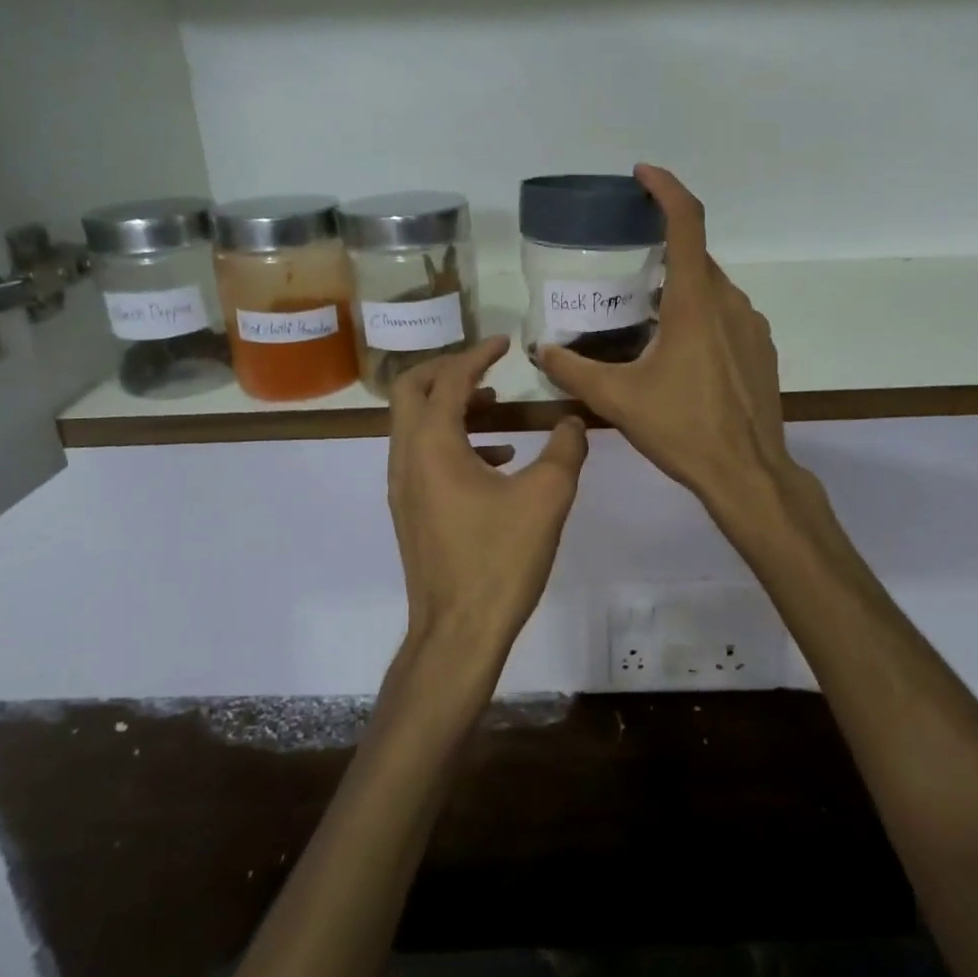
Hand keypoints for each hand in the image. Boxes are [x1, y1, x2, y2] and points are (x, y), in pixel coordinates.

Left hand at [387, 336, 589, 668]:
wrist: (458, 633)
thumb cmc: (500, 560)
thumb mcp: (547, 498)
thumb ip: (566, 449)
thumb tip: (574, 420)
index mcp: (433, 445)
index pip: (448, 379)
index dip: (477, 354)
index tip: (504, 343)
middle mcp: (407, 458)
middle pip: (411, 391)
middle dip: (447, 370)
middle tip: (486, 366)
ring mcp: (403, 487)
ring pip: (416, 424)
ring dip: (451, 406)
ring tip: (496, 407)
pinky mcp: (411, 510)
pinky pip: (424, 455)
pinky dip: (454, 441)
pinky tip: (498, 460)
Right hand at [536, 165, 789, 512]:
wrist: (747, 473)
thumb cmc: (682, 429)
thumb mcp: (617, 399)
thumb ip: (573, 370)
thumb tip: (541, 351)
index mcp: (695, 302)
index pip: (687, 222)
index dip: (665, 188)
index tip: (642, 174)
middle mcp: (729, 302)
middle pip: (696, 257)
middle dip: (663, 251)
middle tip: (627, 268)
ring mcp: (752, 326)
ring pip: (712, 288)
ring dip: (681, 289)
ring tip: (647, 318)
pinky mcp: (762, 349)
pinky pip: (728, 315)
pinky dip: (702, 315)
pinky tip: (680, 353)